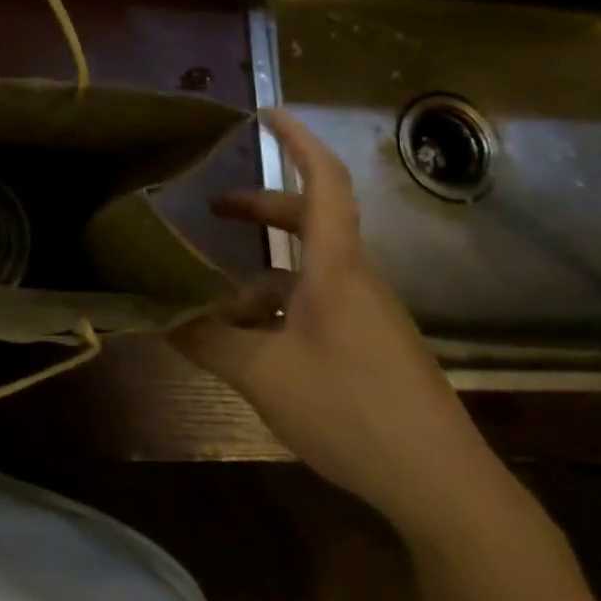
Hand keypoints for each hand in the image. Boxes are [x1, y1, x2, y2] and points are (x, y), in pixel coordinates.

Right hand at [175, 109, 498, 538]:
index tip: (265, 113)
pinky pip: (318, 307)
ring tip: (214, 297)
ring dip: (261, 272)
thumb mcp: (263, 375)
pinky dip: (279, 307)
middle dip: (259, 208)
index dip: (296, 140)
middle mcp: (356, 280)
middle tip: (211, 210)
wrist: (443, 486)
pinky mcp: (372, 348)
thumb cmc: (351, 411)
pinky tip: (251, 344)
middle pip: (309, 222)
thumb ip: (207, 341)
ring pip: (308, 272)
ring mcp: (368, 316)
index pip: (323, 180)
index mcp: (336, 268)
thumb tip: (158, 317)